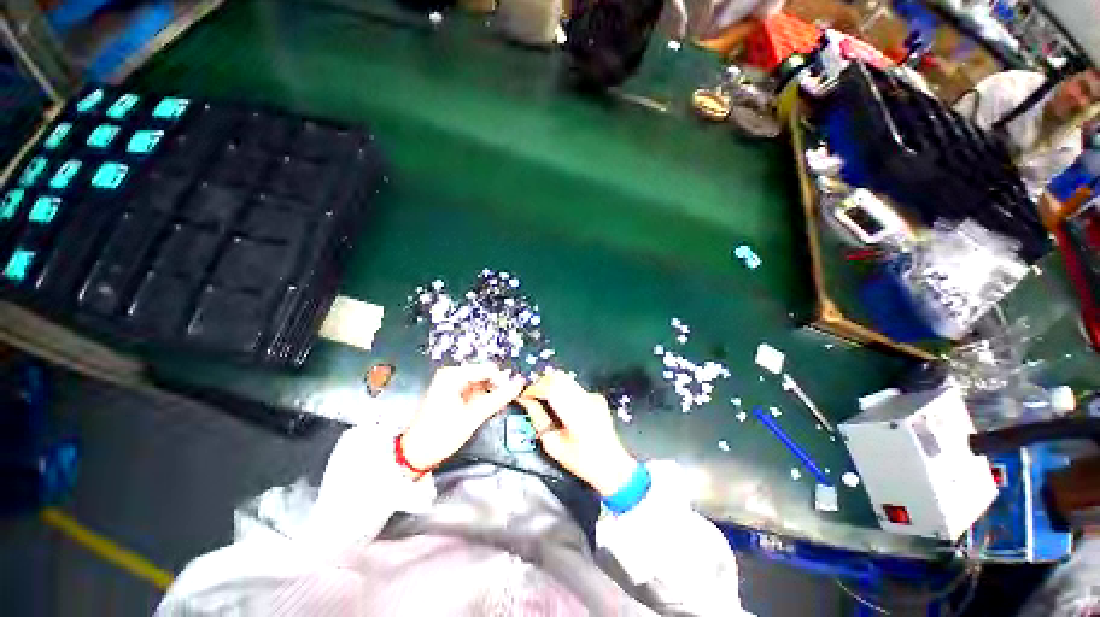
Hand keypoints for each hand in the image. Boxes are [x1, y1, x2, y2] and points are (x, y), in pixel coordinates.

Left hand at [401, 364, 525, 470]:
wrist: (416, 455)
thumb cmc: (442, 434)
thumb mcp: (474, 416)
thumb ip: (499, 398)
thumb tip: (520, 383)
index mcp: (453, 374)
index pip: (488, 369)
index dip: (502, 382)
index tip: (510, 396)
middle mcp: (451, 374)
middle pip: (484, 375)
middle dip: (495, 389)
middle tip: (501, 405)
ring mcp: (450, 383)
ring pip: (480, 383)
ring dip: (489, 395)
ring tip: (492, 410)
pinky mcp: (451, 393)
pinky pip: (473, 390)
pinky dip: (481, 399)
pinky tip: (483, 410)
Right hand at [515, 370, 637, 496]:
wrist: (612, 465)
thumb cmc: (581, 461)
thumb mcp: (553, 445)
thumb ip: (538, 420)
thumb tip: (527, 402)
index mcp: (576, 414)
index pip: (551, 388)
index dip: (534, 389)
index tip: (523, 396)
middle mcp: (586, 399)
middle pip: (558, 377)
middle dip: (540, 383)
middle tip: (531, 396)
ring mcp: (593, 395)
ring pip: (566, 379)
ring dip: (550, 384)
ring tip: (541, 399)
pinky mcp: (596, 396)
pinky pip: (574, 386)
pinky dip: (561, 390)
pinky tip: (559, 405)